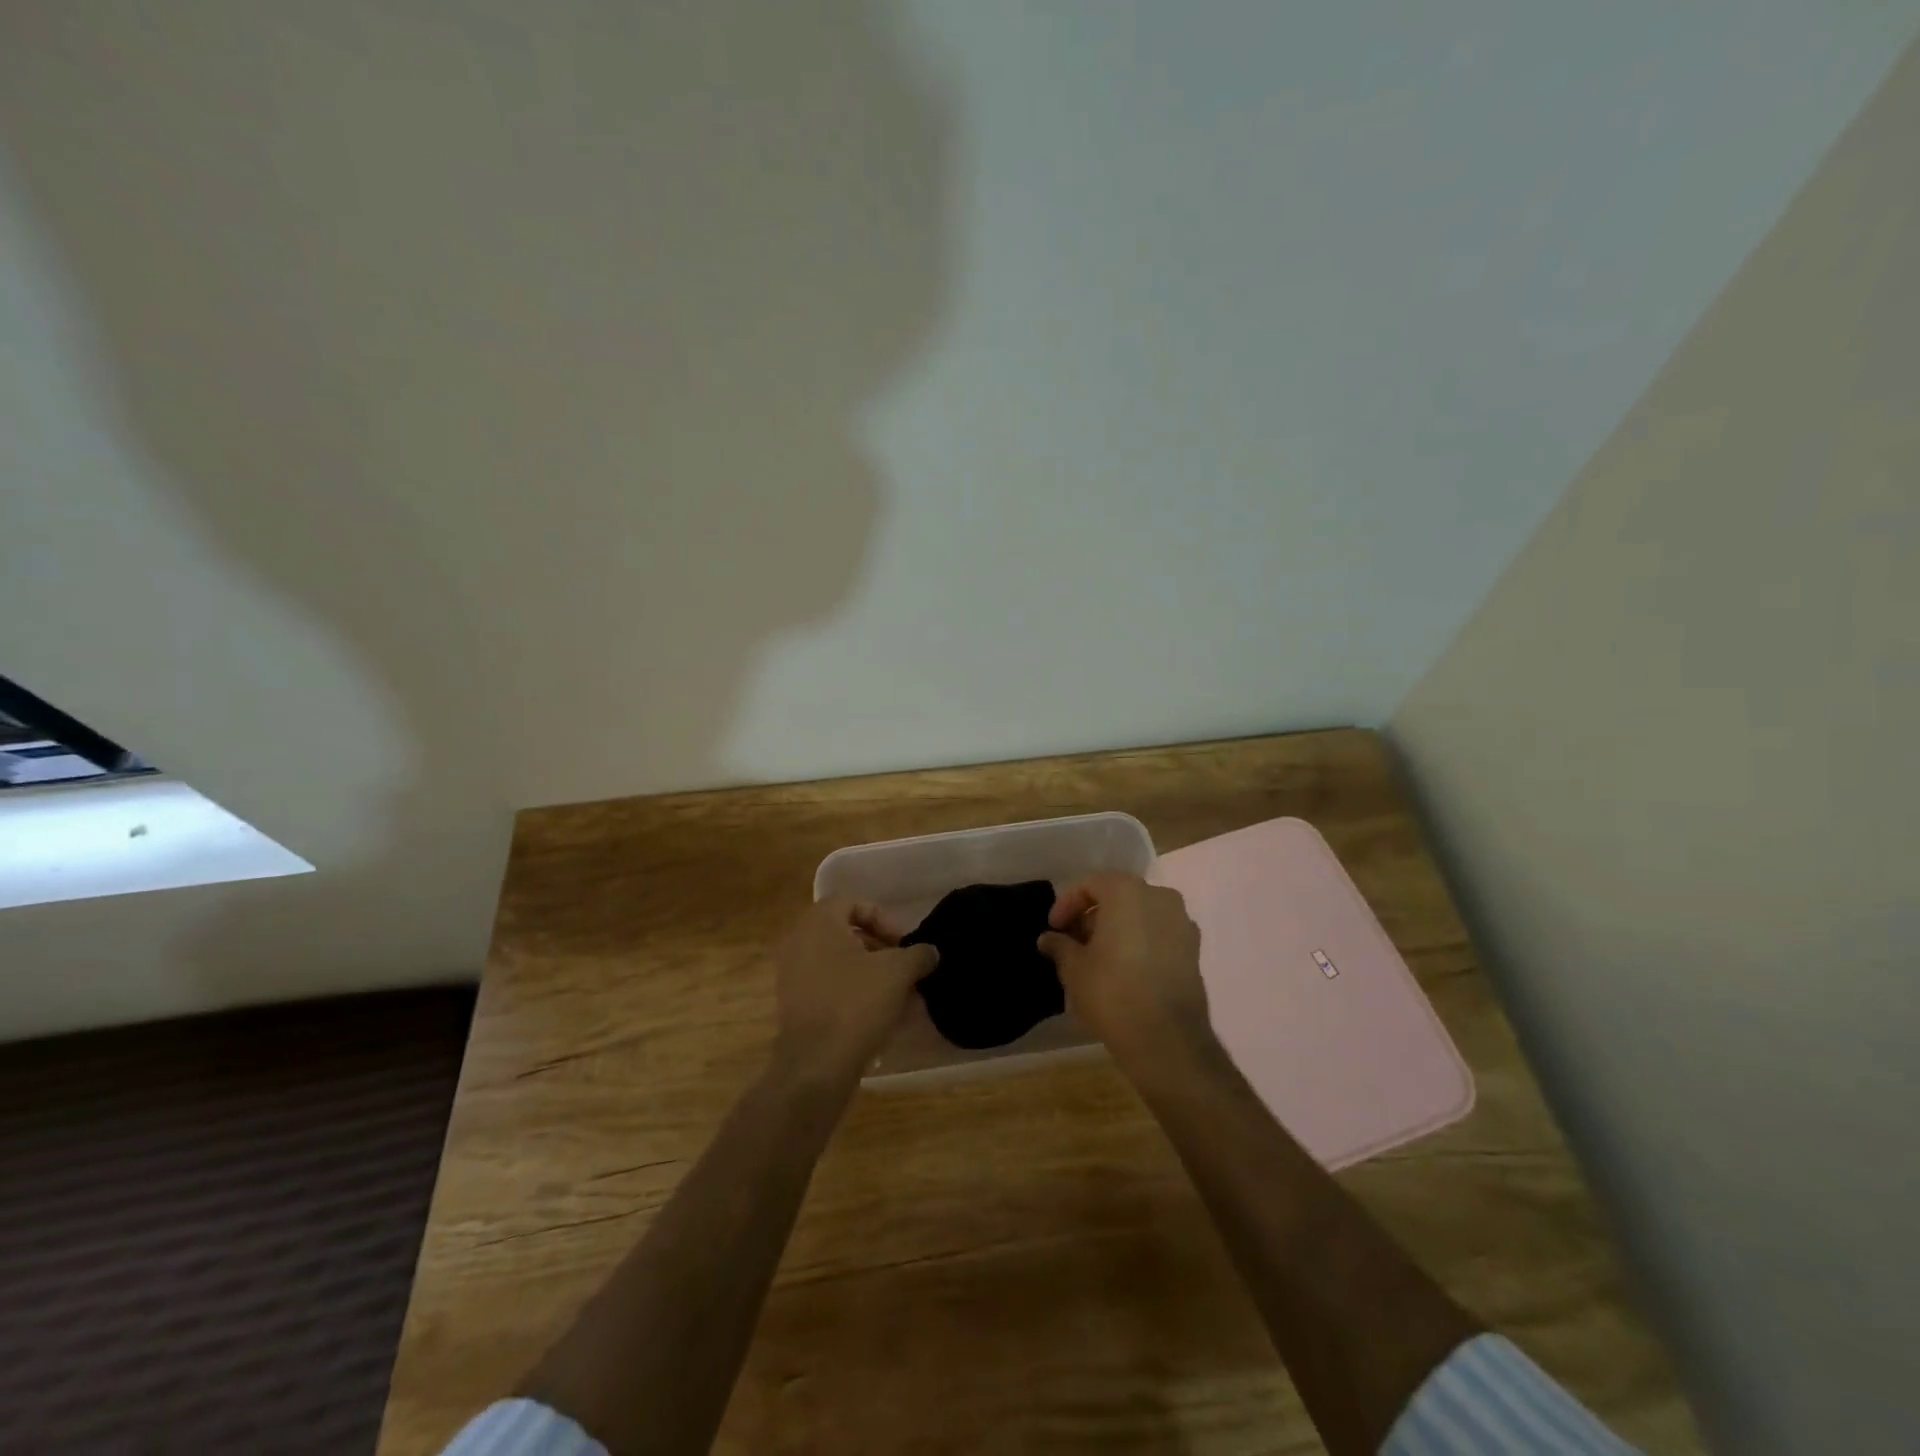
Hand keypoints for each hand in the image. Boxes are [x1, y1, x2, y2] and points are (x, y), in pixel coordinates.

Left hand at [771, 899, 935, 1085]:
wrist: (816, 1065)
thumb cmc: (856, 1003)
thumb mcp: (898, 972)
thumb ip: (918, 955)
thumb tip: (930, 952)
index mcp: (819, 923)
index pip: (854, 902)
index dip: (884, 919)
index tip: (904, 944)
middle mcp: (800, 943)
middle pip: (848, 935)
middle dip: (883, 951)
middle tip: (907, 969)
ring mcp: (794, 977)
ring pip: (842, 965)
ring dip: (875, 976)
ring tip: (905, 998)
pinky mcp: (797, 1007)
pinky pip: (832, 990)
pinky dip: (858, 996)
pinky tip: (887, 1018)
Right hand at [1037, 872, 1210, 1069]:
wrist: (1167, 1039)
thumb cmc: (1112, 992)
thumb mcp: (1074, 968)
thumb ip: (1060, 946)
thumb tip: (1048, 939)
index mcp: (1127, 891)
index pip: (1090, 885)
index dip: (1067, 905)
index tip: (1055, 929)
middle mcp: (1160, 897)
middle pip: (1118, 897)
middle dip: (1093, 917)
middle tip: (1074, 943)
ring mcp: (1182, 923)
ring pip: (1141, 915)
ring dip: (1118, 929)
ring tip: (1098, 958)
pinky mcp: (1195, 950)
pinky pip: (1159, 935)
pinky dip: (1140, 943)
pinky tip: (1125, 970)